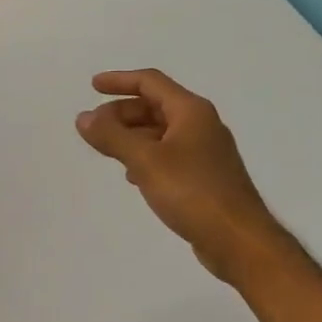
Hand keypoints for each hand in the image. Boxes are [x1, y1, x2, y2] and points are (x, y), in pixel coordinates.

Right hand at [76, 69, 284, 283]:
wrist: (238, 240)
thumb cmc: (192, 192)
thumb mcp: (145, 161)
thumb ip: (112, 137)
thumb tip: (83, 117)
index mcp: (191, 111)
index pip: (150, 82)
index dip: (120, 81)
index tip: (92, 87)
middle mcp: (201, 125)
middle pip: (156, 106)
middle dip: (122, 113)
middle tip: (94, 128)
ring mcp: (206, 152)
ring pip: (162, 133)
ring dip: (133, 136)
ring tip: (107, 150)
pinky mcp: (205, 178)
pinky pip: (169, 155)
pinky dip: (147, 156)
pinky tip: (133, 176)